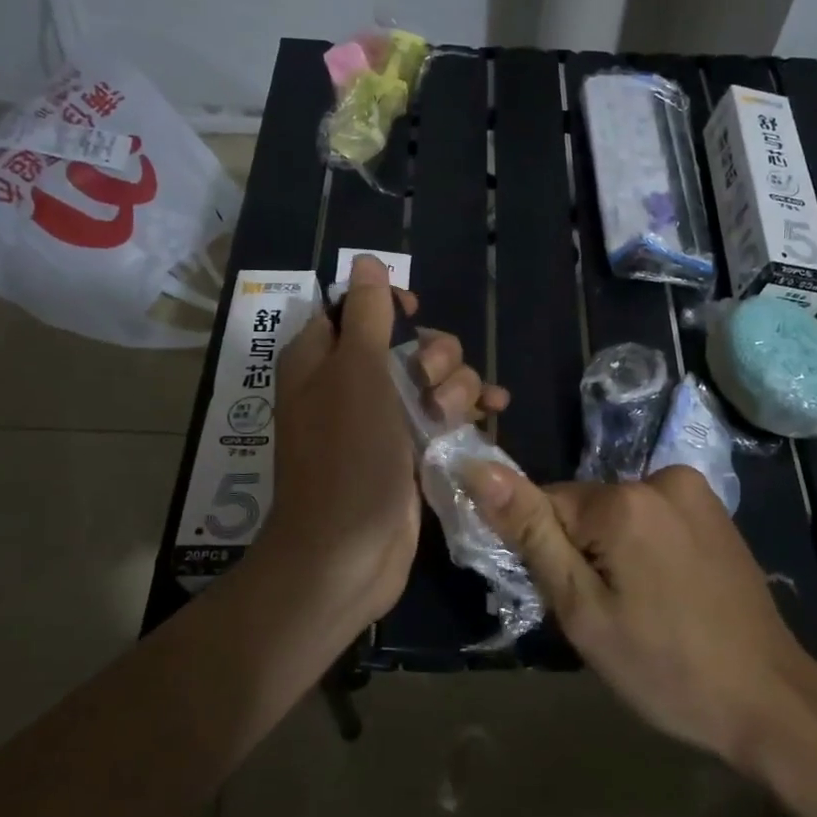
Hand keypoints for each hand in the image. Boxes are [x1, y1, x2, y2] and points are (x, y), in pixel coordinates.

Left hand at [261, 255, 506, 626]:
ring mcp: (383, 421)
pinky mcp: (411, 452)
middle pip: (409, 342)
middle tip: (432, 385)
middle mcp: (350, 384)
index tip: (414, 314)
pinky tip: (494, 412)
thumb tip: (366, 261)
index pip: (356, 307)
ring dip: (455, 387)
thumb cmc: (347, 458)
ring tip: (448, 419)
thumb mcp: (355, 374)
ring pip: (435, 379)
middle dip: (434, 356)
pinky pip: (445, 415)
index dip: (389, 305)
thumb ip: (364, 315)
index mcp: (321, 359)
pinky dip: (468, 411)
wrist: (348, 554)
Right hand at [463, 461, 816, 765]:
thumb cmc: (665, 667)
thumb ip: (531, 534)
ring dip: (614, 550)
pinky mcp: (715, 509)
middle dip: (582, 552)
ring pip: (618, 513)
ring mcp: (695, 490)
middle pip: (585, 508)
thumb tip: (479, 469)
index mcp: (623, 501)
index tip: (573, 601)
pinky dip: (646, 546)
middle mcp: (660, 478)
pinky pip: (653, 516)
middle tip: (609, 614)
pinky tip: (668, 591)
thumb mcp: (583, 610)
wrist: (768, 699)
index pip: (545, 506)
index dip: (548, 554)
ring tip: (642, 607)